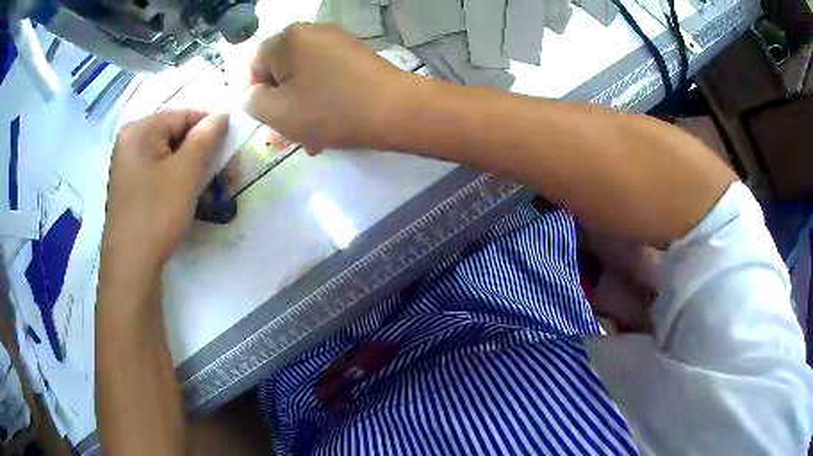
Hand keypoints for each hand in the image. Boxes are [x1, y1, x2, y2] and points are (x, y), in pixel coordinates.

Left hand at [102, 110, 227, 268]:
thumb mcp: (187, 173)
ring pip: (166, 152)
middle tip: (213, 171)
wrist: (131, 266)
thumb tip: (223, 114)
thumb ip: (207, 137)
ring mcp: (126, 164)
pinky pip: (156, 168)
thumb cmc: (157, 214)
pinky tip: (179, 195)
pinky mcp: (128, 184)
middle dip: (196, 148)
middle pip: (173, 132)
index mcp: (139, 130)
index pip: (183, 114)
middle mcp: (129, 141)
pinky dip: (172, 175)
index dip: (209, 126)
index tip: (227, 148)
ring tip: (197, 186)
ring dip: (186, 164)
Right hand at [244, 23, 411, 153]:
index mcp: (288, 39)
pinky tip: (326, 126)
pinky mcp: (355, 55)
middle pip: (280, 69)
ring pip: (303, 77)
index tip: (260, 116)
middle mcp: (312, 32)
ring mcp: (337, 42)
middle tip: (283, 133)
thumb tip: (253, 93)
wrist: (396, 110)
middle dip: (278, 103)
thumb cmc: (330, 110)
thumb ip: (253, 101)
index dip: (251, 90)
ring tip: (308, 138)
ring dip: (299, 107)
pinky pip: (325, 76)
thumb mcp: (277, 112)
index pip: (254, 61)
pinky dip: (320, 99)